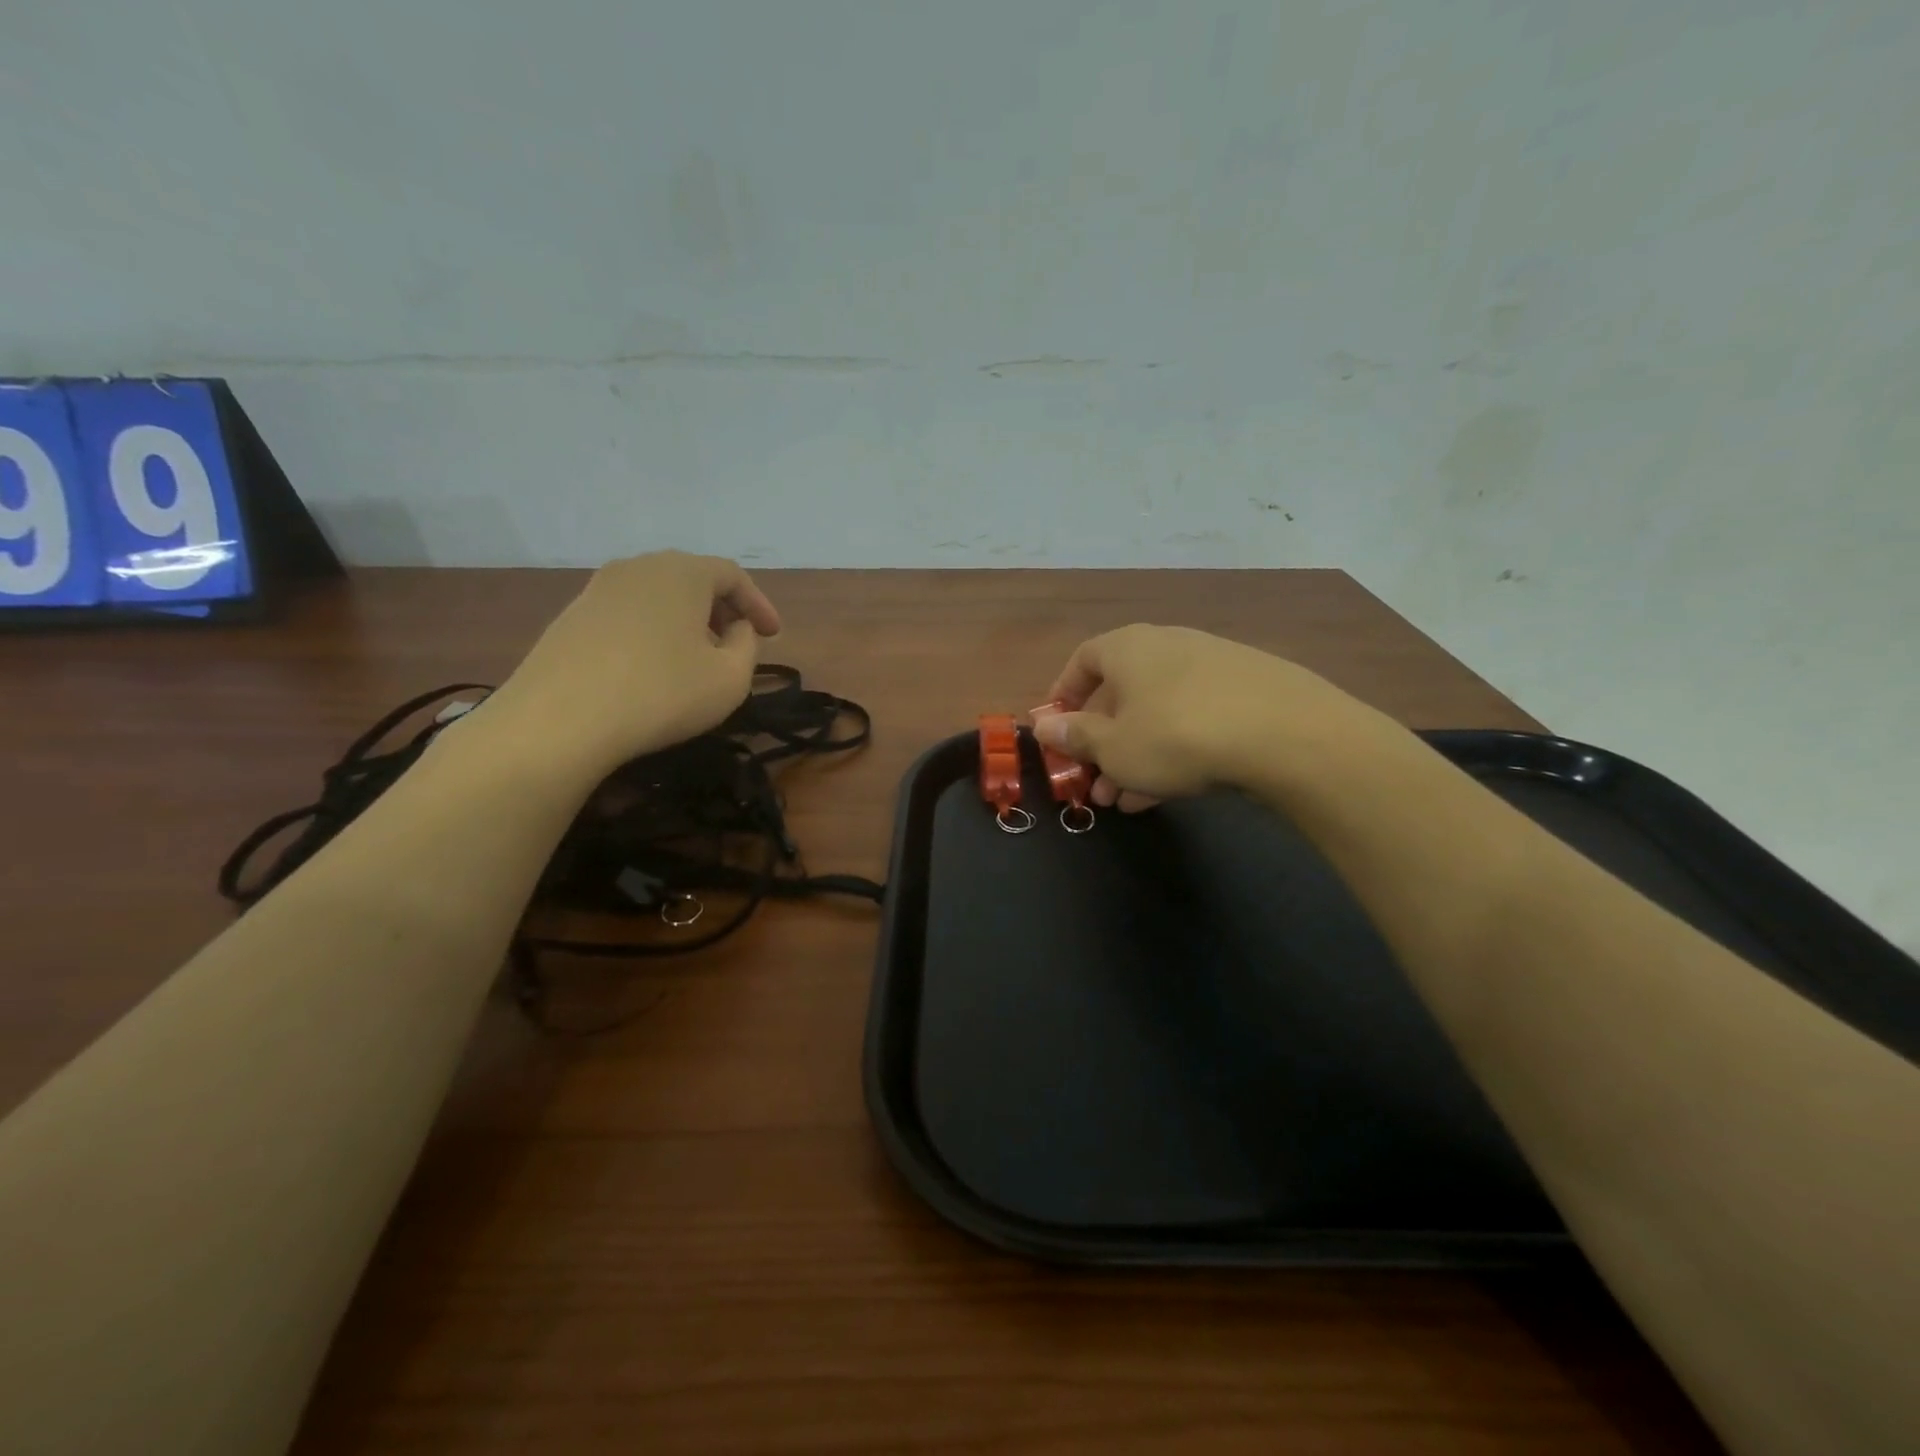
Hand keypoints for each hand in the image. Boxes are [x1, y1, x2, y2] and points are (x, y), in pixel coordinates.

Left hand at [479, 551, 780, 774]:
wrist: (559, 719)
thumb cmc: (662, 693)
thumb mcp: (730, 678)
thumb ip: (748, 647)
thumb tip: (737, 630)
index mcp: (683, 572)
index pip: (733, 575)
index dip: (759, 604)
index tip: (774, 635)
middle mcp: (640, 566)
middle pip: (693, 578)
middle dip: (722, 609)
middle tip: (738, 643)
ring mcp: (599, 588)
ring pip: (659, 595)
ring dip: (687, 620)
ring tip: (698, 657)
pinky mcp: (572, 615)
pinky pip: (629, 613)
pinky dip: (653, 631)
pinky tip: (654, 667)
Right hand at [1034, 624, 1369, 808]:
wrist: (1288, 736)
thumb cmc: (1177, 736)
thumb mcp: (1114, 747)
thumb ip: (1075, 736)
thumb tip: (1043, 725)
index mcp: (1129, 648)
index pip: (1083, 659)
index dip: (1064, 693)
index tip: (1057, 727)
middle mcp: (1169, 646)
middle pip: (1123, 692)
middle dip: (1103, 741)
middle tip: (1094, 783)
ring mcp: (1214, 667)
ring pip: (1159, 712)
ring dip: (1137, 754)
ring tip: (1126, 798)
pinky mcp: (1250, 692)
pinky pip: (1195, 720)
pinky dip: (1175, 750)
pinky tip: (1171, 790)